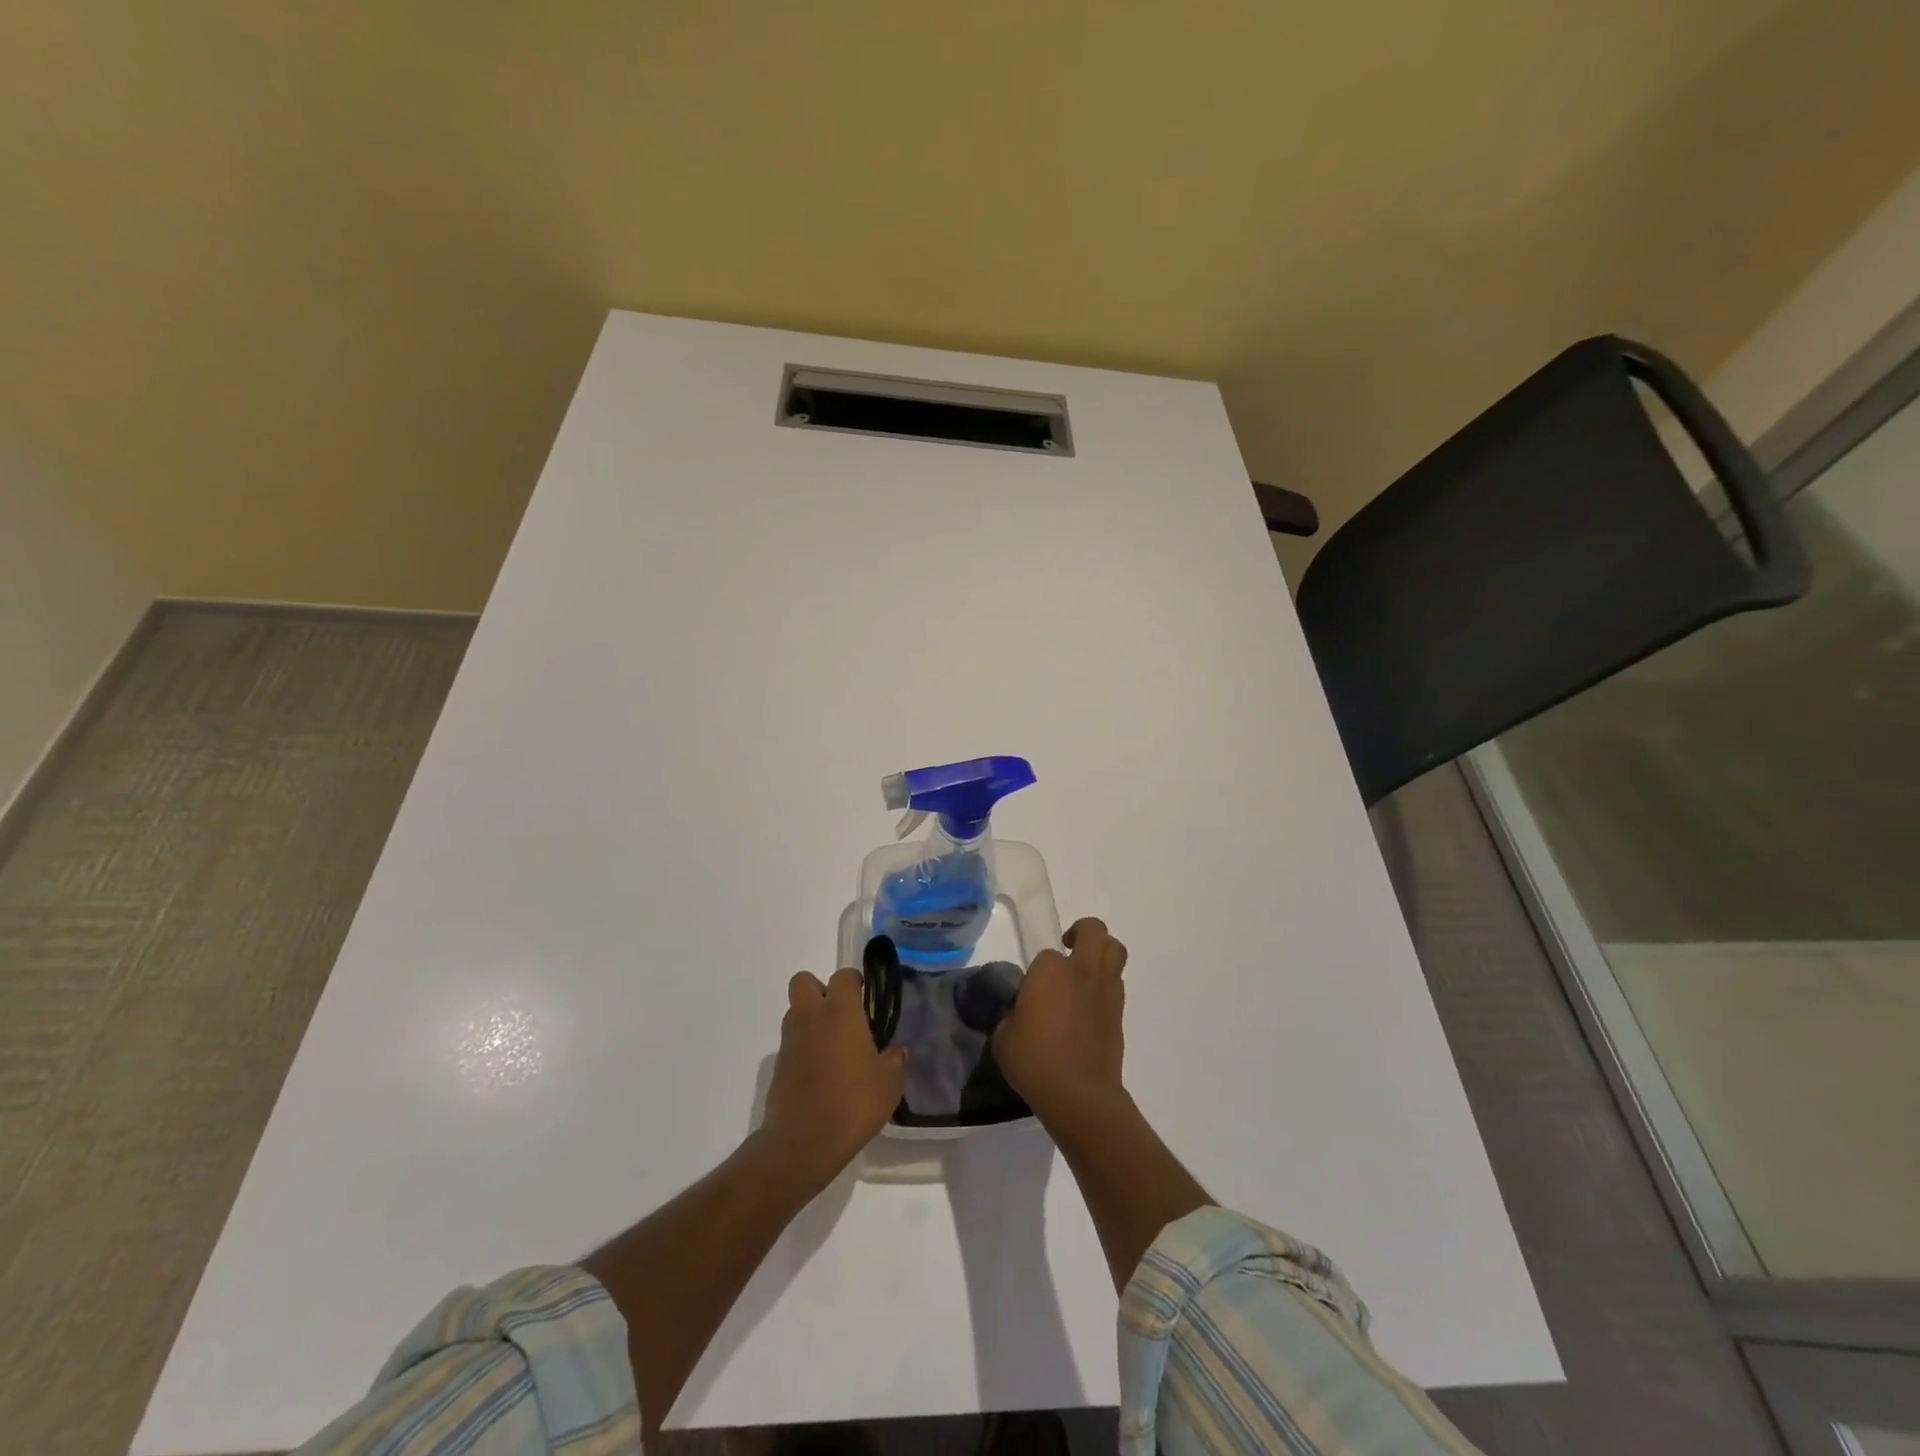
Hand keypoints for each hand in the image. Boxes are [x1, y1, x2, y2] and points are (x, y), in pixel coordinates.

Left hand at [758, 968, 907, 1189]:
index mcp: (840, 1011)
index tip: (866, 998)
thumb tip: (898, 1049)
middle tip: (841, 1014)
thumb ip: (895, 1059)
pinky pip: (792, 1043)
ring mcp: (790, 1040)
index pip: (843, 975)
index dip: (854, 982)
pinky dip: (804, 1048)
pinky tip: (821, 1074)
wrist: (803, 1142)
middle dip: (820, 990)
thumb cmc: (853, 1102)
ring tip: (834, 1047)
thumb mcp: (889, 1082)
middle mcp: (810, 1016)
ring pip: (796, 1012)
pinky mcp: (778, 1066)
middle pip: (804, 981)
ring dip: (811, 1019)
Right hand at [993, 917, 1127, 1122]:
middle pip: (1094, 930)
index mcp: (1050, 970)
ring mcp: (1106, 990)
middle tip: (1069, 946)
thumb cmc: (1035, 1061)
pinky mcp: (1119, 1012)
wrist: (1079, 1095)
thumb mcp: (1004, 1036)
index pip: (1047, 953)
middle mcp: (1082, 971)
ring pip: (1115, 951)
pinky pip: (1116, 983)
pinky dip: (1105, 985)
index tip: (1031, 990)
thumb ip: (1011, 1014)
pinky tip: (1089, 1006)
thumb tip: (1021, 1012)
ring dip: (1101, 953)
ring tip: (1084, 973)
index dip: (1039, 969)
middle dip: (1083, 931)